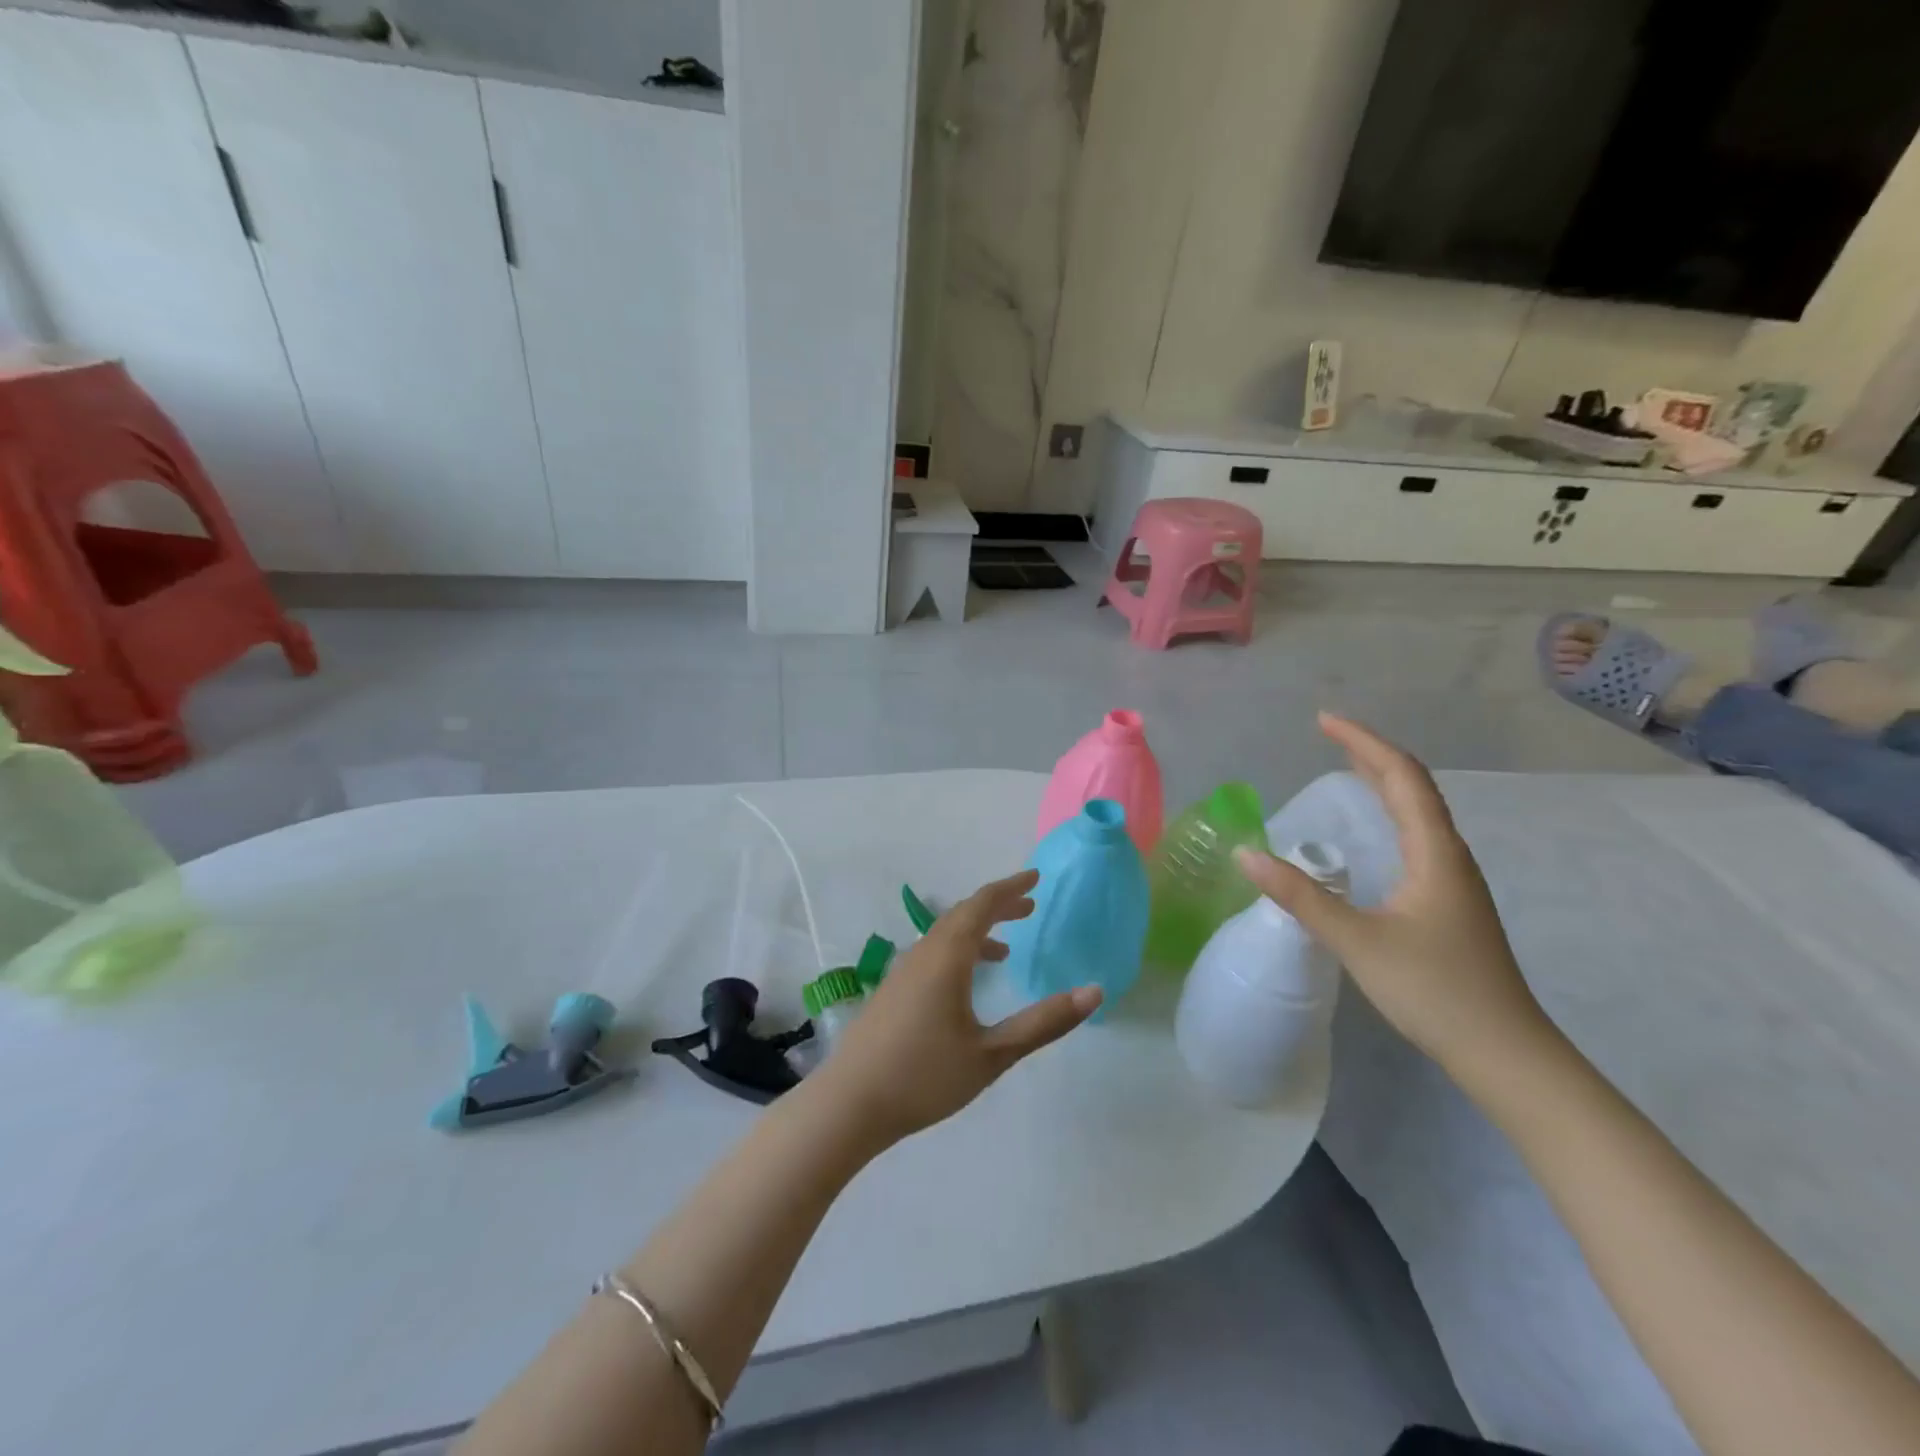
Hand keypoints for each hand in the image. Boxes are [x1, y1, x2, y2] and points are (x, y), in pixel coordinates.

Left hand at [809, 869, 1101, 1147]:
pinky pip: (932, 954)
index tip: (1036, 877)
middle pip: (963, 915)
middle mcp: (923, 953)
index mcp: (947, 957)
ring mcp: (903, 971)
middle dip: (998, 906)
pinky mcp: (892, 991)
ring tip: (1007, 948)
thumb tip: (1093, 992)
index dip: (1011, 888)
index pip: (982, 905)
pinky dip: (959, 951)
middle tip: (1030, 906)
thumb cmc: (924, 1076)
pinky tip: (966, 982)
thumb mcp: (992, 1054)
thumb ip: (1043, 1023)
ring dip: (977, 931)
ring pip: (945, 935)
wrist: (849, 1104)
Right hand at [1234, 713, 1552, 1075]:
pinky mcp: (1447, 902)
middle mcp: (1449, 856)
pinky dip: (1388, 814)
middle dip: (1369, 754)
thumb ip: (1300, 896)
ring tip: (1345, 768)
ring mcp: (1453, 880)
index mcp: (1435, 853)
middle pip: (1413, 787)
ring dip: (1382, 782)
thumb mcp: (1358, 941)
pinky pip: (1415, 837)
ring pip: (1417, 812)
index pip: (1401, 777)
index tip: (1323, 720)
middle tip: (1326, 735)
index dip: (1363, 743)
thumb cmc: (1435, 991)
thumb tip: (1245, 854)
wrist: (1505, 1054)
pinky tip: (1371, 832)